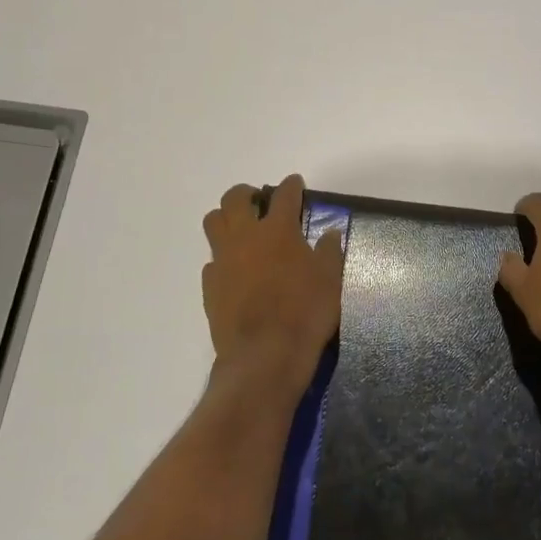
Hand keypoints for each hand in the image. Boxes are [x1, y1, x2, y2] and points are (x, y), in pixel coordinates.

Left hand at [202, 174, 343, 386]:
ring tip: (241, 229)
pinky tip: (236, 270)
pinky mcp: (210, 286)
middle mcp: (245, 237)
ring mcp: (223, 260)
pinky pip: (211, 260)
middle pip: (235, 198)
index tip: (295, 184)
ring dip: (226, 218)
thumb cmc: (305, 312)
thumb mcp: (330, 280)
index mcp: (278, 230)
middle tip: (259, 201)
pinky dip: (223, 258)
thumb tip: (330, 232)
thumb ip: (330, 251)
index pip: (284, 195)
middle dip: (247, 193)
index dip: (291, 186)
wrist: (265, 355)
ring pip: (213, 222)